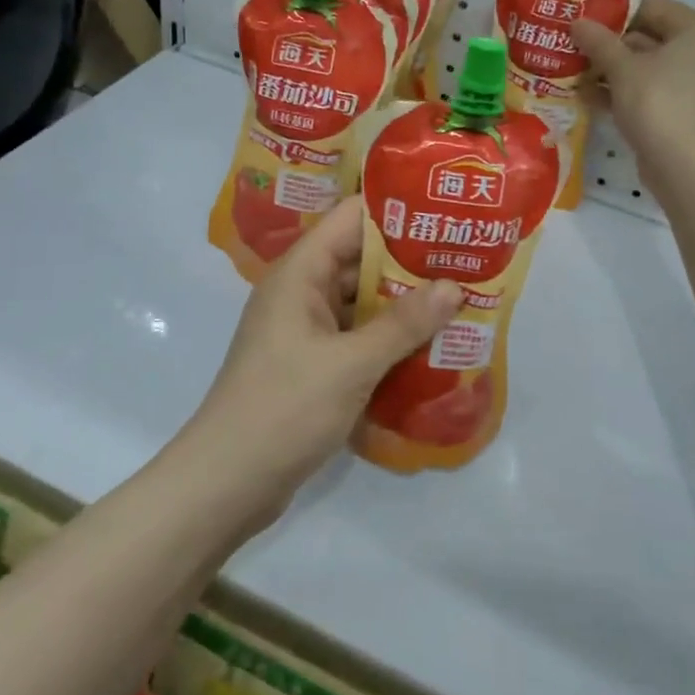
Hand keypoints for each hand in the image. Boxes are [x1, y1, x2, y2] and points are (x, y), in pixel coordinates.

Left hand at [181, 199, 461, 524]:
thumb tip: (454, 286)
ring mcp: (306, 331)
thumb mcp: (351, 364)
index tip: (444, 212)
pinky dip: (389, 339)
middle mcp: (302, 292)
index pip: (350, 218)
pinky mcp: (313, 365)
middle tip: (467, 259)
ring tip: (462, 300)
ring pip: (362, 302)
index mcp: (300, 273)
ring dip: (405, 304)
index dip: (395, 210)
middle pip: (360, 260)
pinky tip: (431, 347)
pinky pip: (358, 338)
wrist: (227, 483)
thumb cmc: (284, 408)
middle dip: (411, 261)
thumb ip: (403, 324)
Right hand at [572, 0, 694, 198]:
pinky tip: (591, 99)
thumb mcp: (622, 68)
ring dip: (614, 72)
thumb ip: (598, 41)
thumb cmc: (659, 102)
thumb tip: (577, 22)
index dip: (614, 13)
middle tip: (574, 49)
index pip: (652, 7)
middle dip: (611, 46)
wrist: (688, 167)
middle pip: (651, 38)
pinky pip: (655, 94)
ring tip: (576, 74)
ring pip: (650, 69)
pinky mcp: (690, 114)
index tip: (583, 23)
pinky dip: (626, 94)